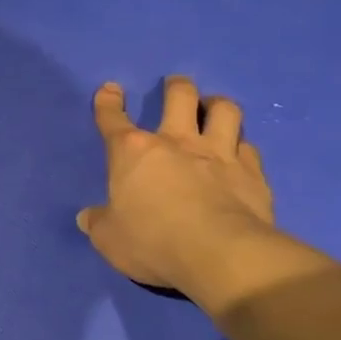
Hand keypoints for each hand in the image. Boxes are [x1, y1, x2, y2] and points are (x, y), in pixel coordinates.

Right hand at [77, 76, 275, 295]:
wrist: (221, 254)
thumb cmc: (153, 241)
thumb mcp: (109, 239)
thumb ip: (98, 223)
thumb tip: (88, 218)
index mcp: (133, 152)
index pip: (113, 119)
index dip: (108, 103)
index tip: (109, 90)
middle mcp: (176, 142)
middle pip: (180, 97)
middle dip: (176, 86)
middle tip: (175, 85)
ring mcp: (219, 154)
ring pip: (224, 111)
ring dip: (217, 105)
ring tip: (214, 107)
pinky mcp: (252, 174)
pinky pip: (249, 148)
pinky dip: (242, 147)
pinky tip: (240, 153)